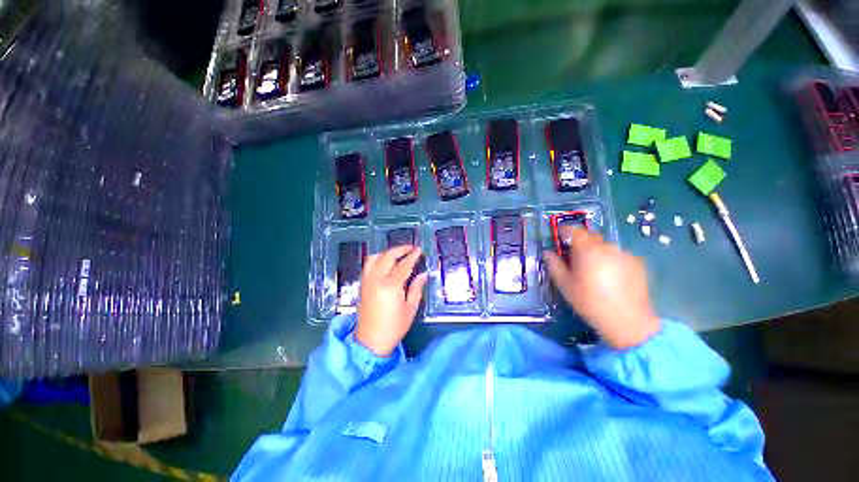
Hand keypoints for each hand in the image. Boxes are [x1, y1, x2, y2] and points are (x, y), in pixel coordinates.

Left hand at [355, 245, 427, 355]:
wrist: (370, 342)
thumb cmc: (394, 327)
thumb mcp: (410, 309)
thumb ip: (416, 289)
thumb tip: (423, 274)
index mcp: (390, 286)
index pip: (403, 265)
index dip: (412, 256)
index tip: (419, 249)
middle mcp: (376, 279)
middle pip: (388, 256)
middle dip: (400, 249)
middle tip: (410, 248)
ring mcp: (367, 281)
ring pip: (375, 258)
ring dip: (387, 252)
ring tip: (398, 254)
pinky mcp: (362, 285)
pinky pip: (369, 265)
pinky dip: (378, 259)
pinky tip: (385, 262)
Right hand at [543, 227, 659, 348]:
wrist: (627, 321)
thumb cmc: (589, 302)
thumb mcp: (565, 285)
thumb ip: (554, 265)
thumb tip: (547, 253)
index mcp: (587, 250)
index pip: (575, 231)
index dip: (566, 230)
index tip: (561, 235)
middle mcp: (606, 247)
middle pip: (591, 237)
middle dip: (581, 243)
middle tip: (576, 257)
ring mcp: (624, 254)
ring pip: (605, 246)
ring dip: (597, 252)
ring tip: (595, 269)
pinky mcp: (637, 263)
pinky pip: (618, 255)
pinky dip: (611, 260)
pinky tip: (611, 276)